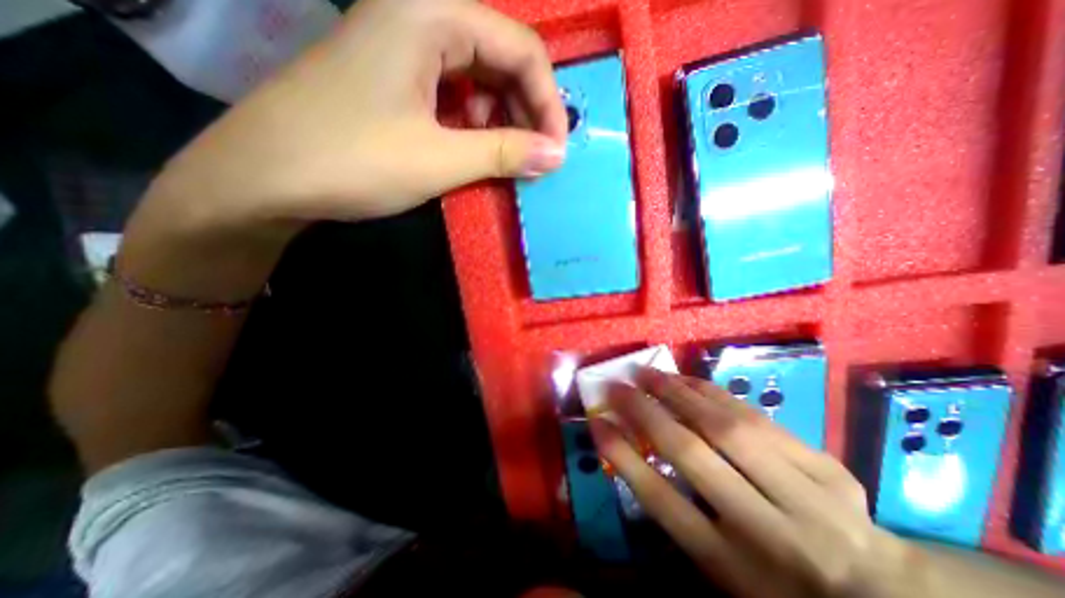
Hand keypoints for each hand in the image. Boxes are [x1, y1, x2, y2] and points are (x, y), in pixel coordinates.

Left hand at [118, 1, 563, 298]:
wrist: (264, 178)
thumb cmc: (353, 161)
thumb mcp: (440, 159)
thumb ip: (505, 153)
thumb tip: (556, 156)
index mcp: (430, 15)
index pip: (520, 48)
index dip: (548, 102)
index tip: (557, 150)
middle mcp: (418, 17)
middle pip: (501, 58)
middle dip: (527, 111)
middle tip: (535, 158)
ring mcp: (403, 48)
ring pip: (479, 78)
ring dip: (502, 119)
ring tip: (506, 158)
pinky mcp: (394, 79)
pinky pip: (453, 94)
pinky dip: (475, 123)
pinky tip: (473, 149)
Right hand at [591, 370, 933, 596]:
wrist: (881, 594)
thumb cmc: (776, 583)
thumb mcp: (720, 567)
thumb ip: (678, 511)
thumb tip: (634, 450)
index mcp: (733, 567)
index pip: (662, 501)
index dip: (622, 456)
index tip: (596, 422)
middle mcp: (766, 530)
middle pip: (691, 453)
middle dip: (645, 412)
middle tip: (618, 386)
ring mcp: (805, 495)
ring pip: (725, 427)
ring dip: (677, 392)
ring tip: (648, 374)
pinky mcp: (827, 467)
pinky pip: (756, 417)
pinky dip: (713, 392)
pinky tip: (688, 379)